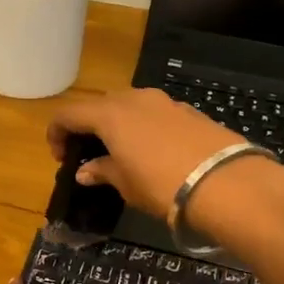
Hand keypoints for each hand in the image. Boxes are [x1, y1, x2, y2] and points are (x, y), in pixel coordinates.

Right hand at [47, 88, 249, 221]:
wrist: (226, 183)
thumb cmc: (162, 185)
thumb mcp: (126, 184)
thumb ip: (102, 171)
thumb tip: (85, 170)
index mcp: (110, 114)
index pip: (68, 114)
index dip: (57, 133)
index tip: (60, 157)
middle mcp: (134, 99)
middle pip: (99, 105)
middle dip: (88, 126)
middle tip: (89, 153)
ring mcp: (164, 102)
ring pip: (129, 105)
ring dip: (118, 124)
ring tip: (122, 152)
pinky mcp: (189, 111)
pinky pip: (155, 113)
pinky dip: (144, 127)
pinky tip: (155, 152)